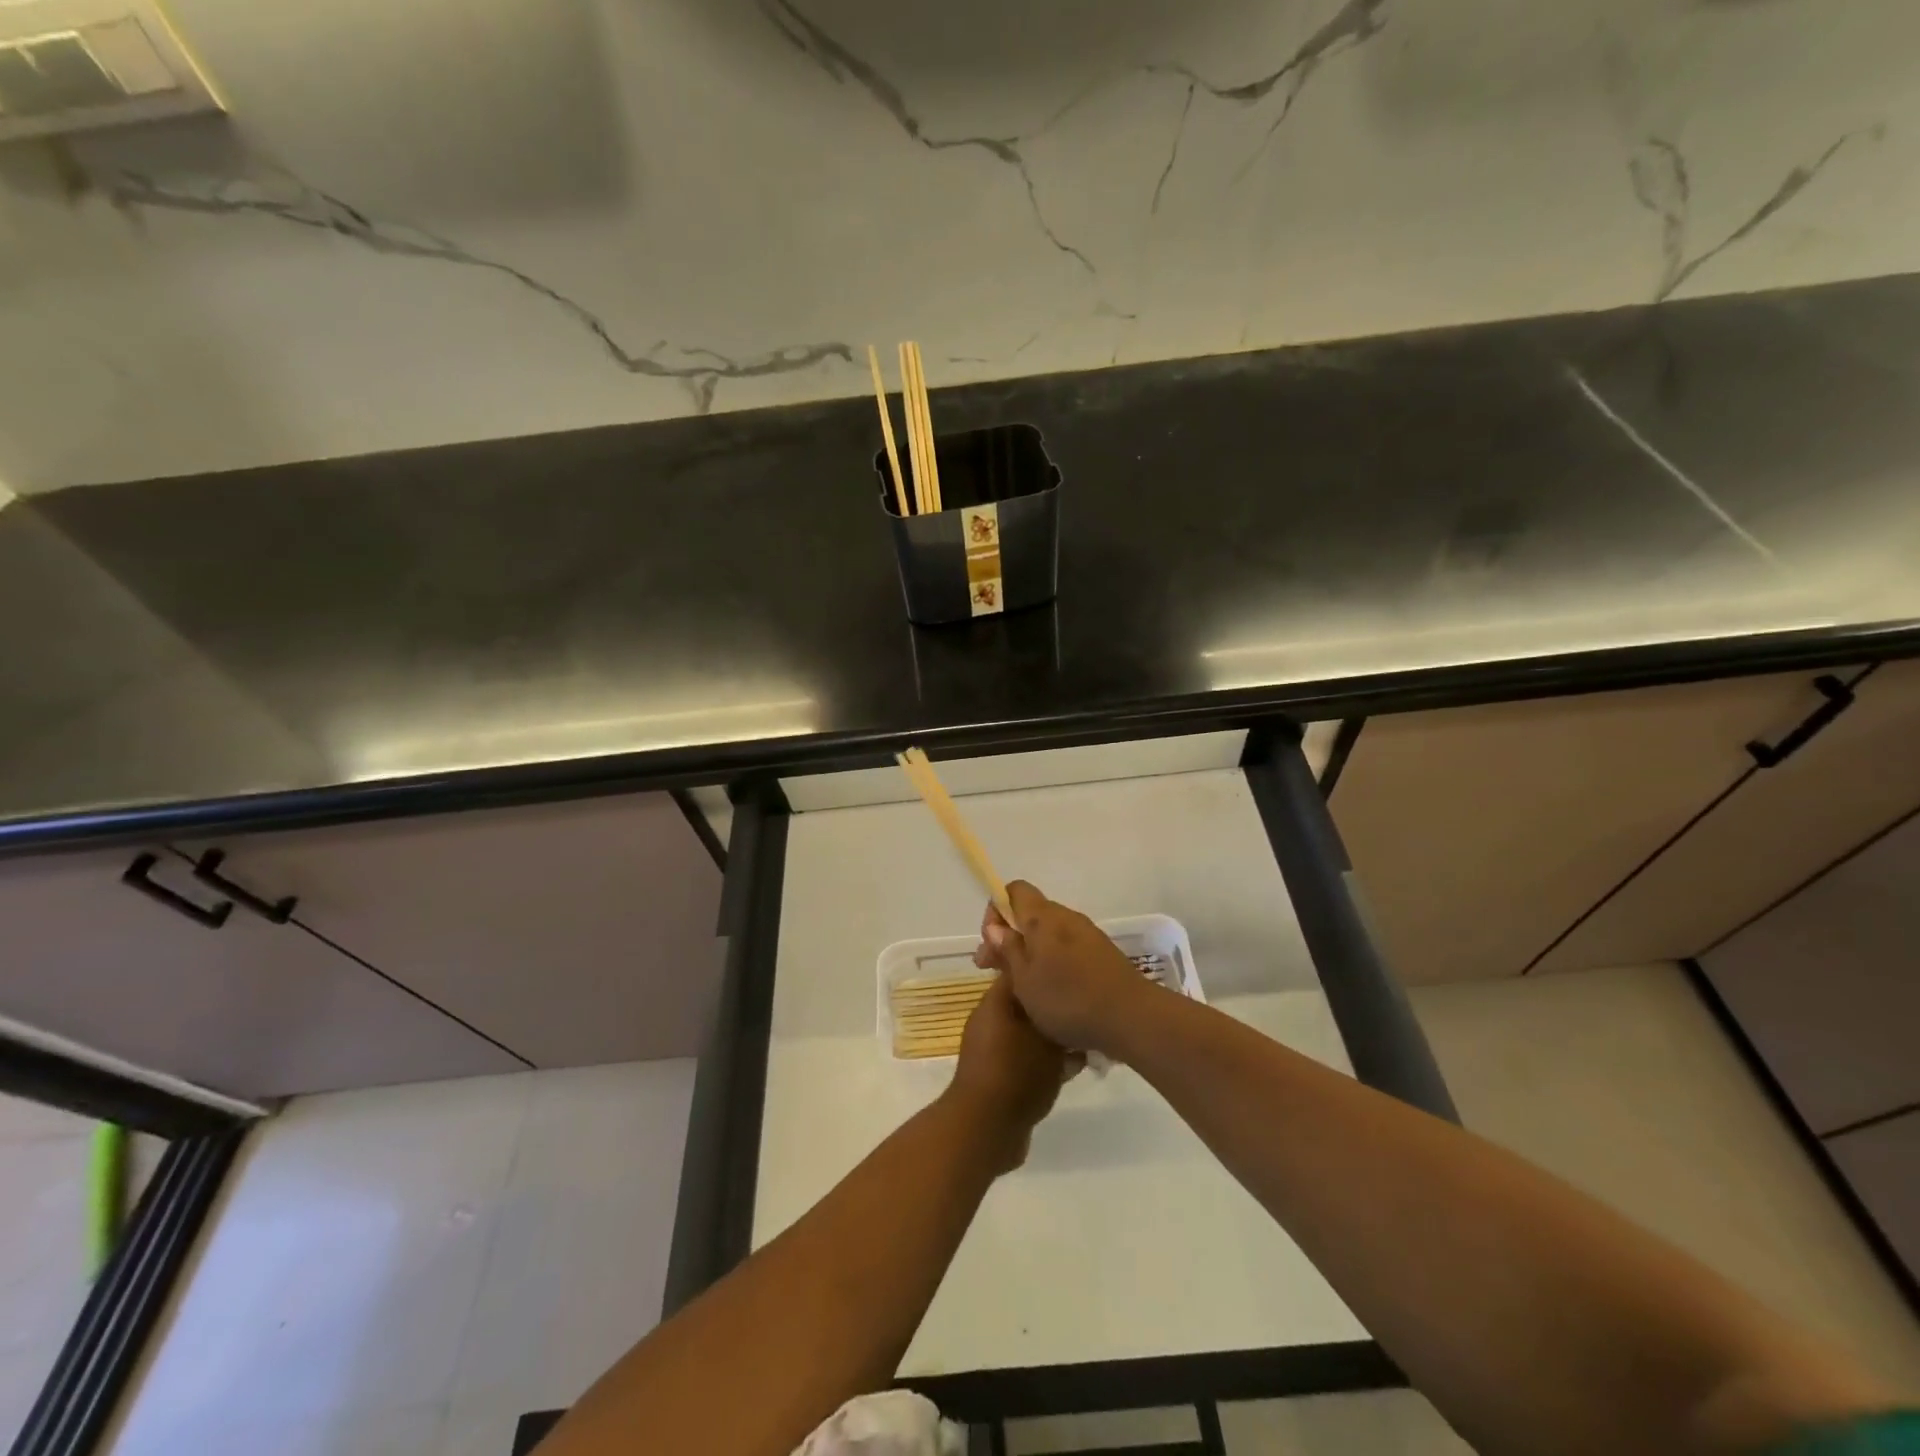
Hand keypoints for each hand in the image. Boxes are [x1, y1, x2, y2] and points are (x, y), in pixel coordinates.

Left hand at [945, 975, 1072, 1173]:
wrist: (985, 1128)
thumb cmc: (1017, 1073)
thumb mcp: (1047, 1041)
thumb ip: (1060, 1019)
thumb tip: (1071, 1004)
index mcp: (996, 1002)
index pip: (1021, 971)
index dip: (1047, 969)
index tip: (1075, 974)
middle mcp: (992, 1020)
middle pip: (1029, 1004)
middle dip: (1057, 1009)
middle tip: (1088, 1014)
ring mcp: (995, 1050)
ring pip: (1031, 1034)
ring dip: (1056, 1039)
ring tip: (1088, 1044)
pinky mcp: (1001, 1075)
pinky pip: (1028, 1059)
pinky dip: (1048, 1062)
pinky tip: (1076, 1069)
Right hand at [973, 881, 1154, 1055]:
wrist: (1131, 1016)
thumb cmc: (1068, 999)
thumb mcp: (1024, 980)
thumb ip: (1008, 949)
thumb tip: (996, 926)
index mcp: (1043, 917)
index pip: (1014, 890)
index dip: (996, 910)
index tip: (991, 942)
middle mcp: (1066, 917)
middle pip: (1030, 913)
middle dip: (1009, 936)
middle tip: (994, 970)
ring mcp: (1087, 934)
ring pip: (1049, 933)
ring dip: (1030, 951)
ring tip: (1021, 986)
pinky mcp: (1102, 953)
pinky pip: (1067, 948)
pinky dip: (1052, 961)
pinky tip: (1051, 991)